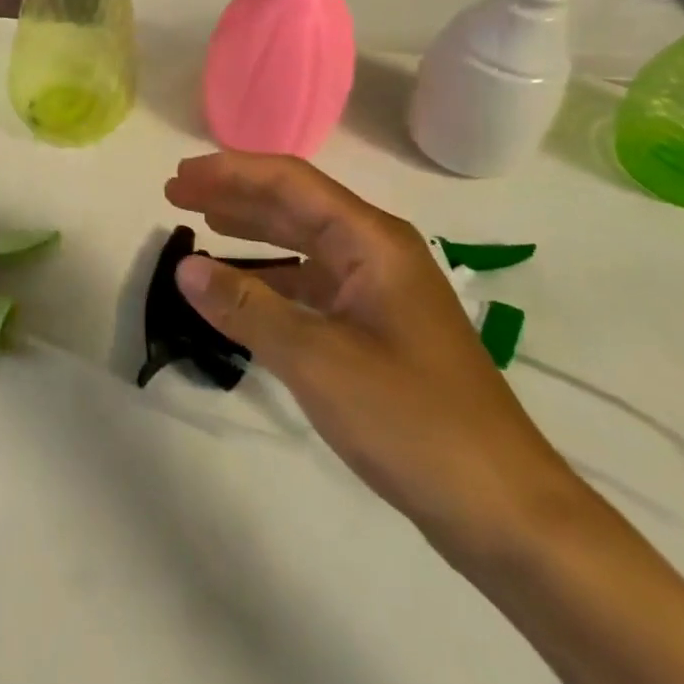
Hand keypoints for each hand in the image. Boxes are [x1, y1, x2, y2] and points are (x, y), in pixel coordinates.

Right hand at [165, 152, 583, 561]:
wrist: (506, 511)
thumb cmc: (414, 421)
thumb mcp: (318, 360)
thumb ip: (247, 307)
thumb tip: (184, 266)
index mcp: (371, 241)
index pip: (290, 182)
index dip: (230, 172)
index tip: (179, 178)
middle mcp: (376, 253)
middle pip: (294, 205)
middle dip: (234, 194)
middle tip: (177, 193)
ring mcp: (378, 292)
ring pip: (302, 243)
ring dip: (251, 230)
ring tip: (201, 222)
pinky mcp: (376, 330)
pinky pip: (311, 284)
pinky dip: (271, 276)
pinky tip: (243, 285)